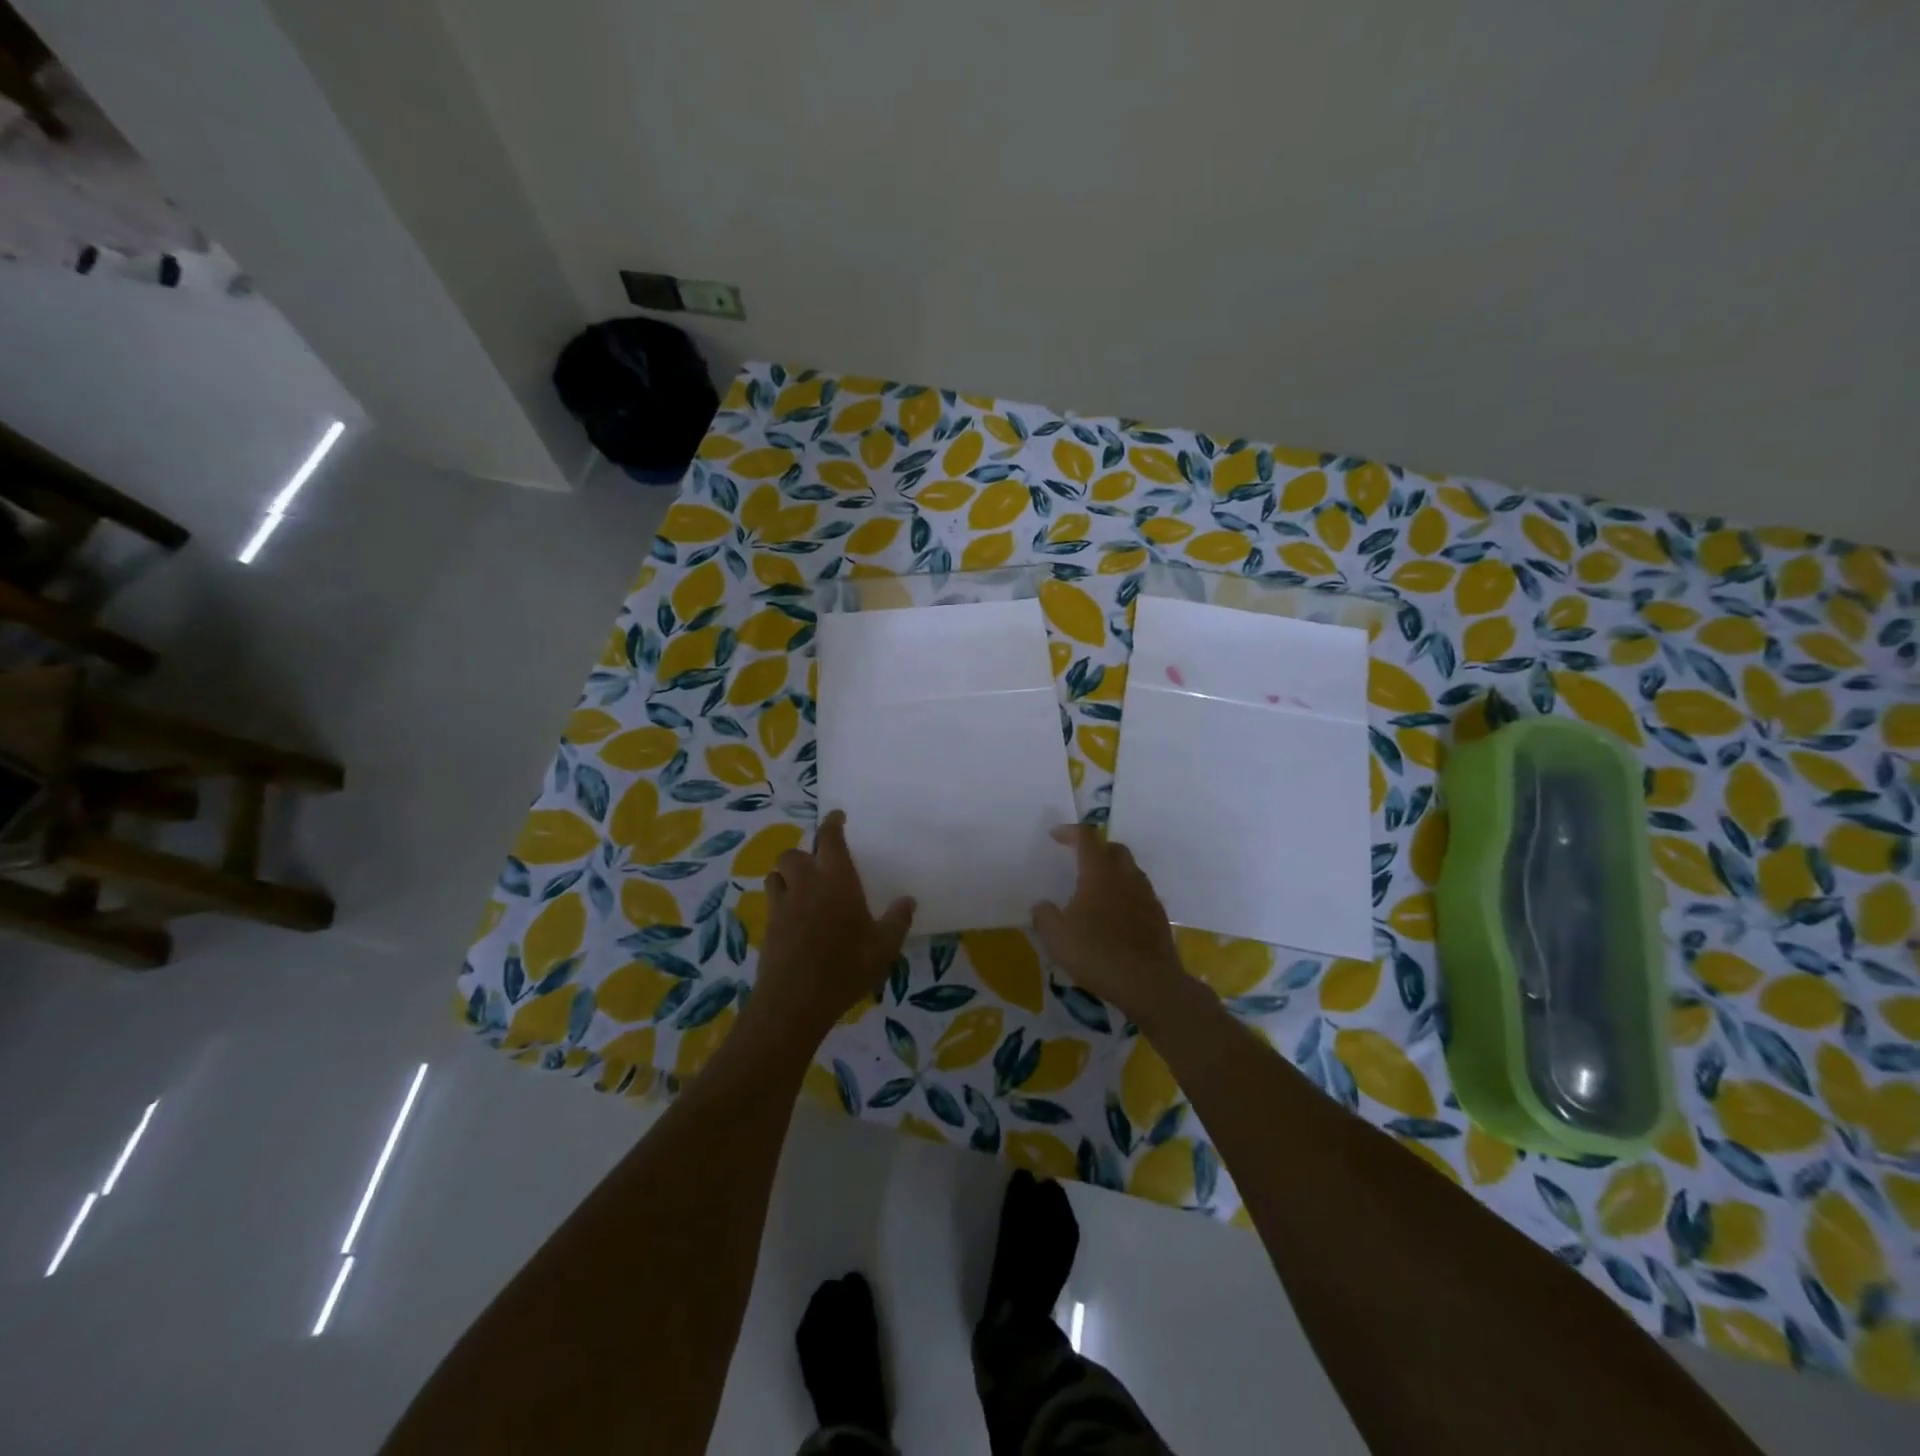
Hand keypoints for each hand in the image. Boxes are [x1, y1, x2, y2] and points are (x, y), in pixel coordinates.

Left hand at [752, 810, 914, 1042]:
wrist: (796, 1000)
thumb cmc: (846, 966)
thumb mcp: (884, 946)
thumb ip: (897, 920)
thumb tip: (908, 900)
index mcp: (836, 879)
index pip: (829, 838)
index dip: (832, 824)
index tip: (836, 817)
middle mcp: (806, 884)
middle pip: (792, 854)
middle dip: (803, 855)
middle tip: (817, 867)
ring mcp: (782, 905)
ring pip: (775, 875)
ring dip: (786, 876)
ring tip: (800, 889)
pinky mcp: (768, 927)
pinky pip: (771, 903)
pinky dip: (780, 902)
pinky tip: (793, 920)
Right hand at [1031, 824, 1188, 1024]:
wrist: (1150, 984)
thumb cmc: (1098, 954)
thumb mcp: (1056, 937)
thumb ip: (1044, 916)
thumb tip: (1042, 906)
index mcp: (1100, 873)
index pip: (1087, 838)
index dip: (1070, 832)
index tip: (1055, 836)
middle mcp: (1126, 877)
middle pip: (1114, 848)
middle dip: (1095, 848)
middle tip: (1078, 860)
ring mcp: (1147, 896)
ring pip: (1130, 870)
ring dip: (1112, 871)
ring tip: (1096, 889)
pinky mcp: (1158, 917)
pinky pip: (1140, 894)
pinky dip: (1125, 894)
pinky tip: (1115, 916)